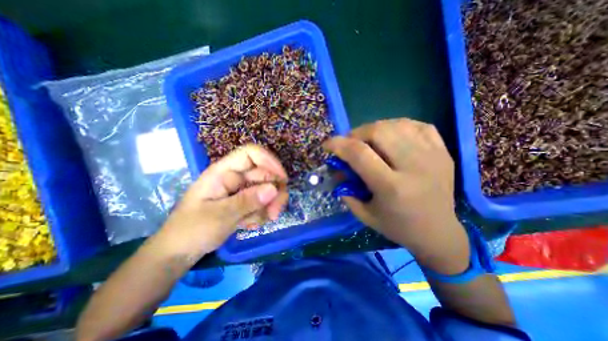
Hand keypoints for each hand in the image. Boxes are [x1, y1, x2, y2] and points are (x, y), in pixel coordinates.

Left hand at [152, 144, 289, 258]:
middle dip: (274, 193)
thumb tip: (274, 189)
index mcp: (223, 172)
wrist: (179, 252)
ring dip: (268, 207)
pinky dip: (261, 214)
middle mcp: (235, 177)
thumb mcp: (218, 216)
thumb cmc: (191, 230)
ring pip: (267, 190)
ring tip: (255, 223)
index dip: (269, 161)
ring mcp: (241, 190)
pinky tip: (249, 225)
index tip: (283, 179)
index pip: (251, 154)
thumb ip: (246, 201)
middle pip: (265, 174)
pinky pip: (263, 203)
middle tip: (274, 213)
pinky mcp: (245, 202)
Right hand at [325, 118, 466, 273]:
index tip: (327, 145)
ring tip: (368, 140)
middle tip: (350, 143)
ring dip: (374, 129)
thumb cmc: (397, 227)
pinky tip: (391, 136)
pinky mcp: (443, 151)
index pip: (359, 154)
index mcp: (392, 187)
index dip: (338, 144)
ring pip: (396, 124)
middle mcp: (414, 167)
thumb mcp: (364, 214)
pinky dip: (397, 126)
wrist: (439, 232)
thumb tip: (336, 170)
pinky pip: (416, 125)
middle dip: (356, 133)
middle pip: (378, 131)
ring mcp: (432, 155)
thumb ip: (346, 190)